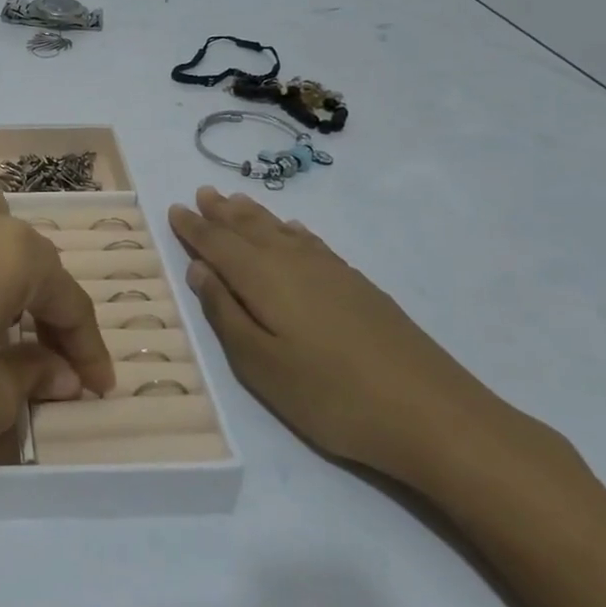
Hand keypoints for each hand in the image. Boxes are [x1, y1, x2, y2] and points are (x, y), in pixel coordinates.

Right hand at [168, 187, 511, 484]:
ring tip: (236, 201)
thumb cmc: (330, 395)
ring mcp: (332, 271)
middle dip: (222, 212)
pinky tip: (293, 231)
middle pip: (250, 228)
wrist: (432, 414)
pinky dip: (292, 230)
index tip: (174, 209)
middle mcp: (294, 262)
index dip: (194, 228)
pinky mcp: (359, 285)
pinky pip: (311, 241)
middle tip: (202, 192)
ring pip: (282, 230)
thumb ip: (225, 313)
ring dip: (254, 215)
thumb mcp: (260, 365)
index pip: (217, 244)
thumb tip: (200, 269)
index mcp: (263, 278)